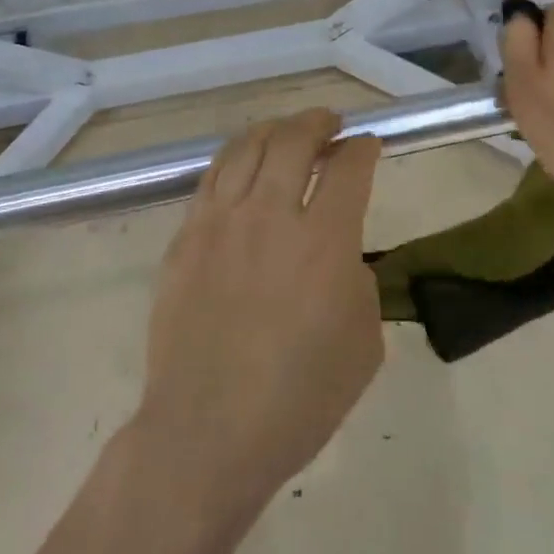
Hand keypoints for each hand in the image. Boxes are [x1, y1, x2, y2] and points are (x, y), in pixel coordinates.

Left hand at [138, 108, 382, 513]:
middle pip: (293, 139)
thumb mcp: (363, 343)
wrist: (207, 432)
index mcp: (323, 242)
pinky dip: (235, 158)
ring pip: (247, 147)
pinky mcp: (185, 238)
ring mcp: (220, 223)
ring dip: (274, 129)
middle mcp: (269, 216)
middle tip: (331, 124)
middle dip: (319, 121)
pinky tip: (244, 165)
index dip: (364, 149)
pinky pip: (211, 178)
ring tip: (288, 131)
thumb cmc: (298, 399)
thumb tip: (337, 252)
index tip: (368, 145)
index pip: (349, 168)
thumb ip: (357, 280)